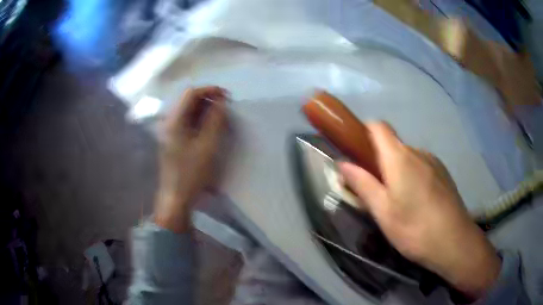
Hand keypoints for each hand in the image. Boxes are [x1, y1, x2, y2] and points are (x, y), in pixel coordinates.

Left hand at [154, 87, 227, 232]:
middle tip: (226, 108)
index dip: (209, 90)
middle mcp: (170, 122)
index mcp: (175, 121)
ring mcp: (170, 132)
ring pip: (189, 112)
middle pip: (189, 101)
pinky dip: (200, 121)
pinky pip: (188, 123)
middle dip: (208, 100)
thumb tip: (221, 103)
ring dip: (205, 111)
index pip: (191, 93)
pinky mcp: (174, 141)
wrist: (176, 198)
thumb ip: (215, 121)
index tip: (226, 96)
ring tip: (221, 118)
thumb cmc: (191, 173)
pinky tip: (210, 129)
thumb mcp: (207, 146)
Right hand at [338, 122, 500, 299]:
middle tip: (377, 192)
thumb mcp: (382, 211)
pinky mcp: (444, 173)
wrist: (454, 241)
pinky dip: (413, 177)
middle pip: (393, 145)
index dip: (364, 133)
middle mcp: (418, 152)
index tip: (358, 153)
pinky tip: (418, 203)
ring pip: (408, 158)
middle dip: (380, 162)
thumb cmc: (414, 228)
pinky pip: (422, 167)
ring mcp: (434, 161)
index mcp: (400, 157)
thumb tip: (343, 163)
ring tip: (399, 202)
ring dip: (398, 172)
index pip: (378, 127)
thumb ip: (362, 184)